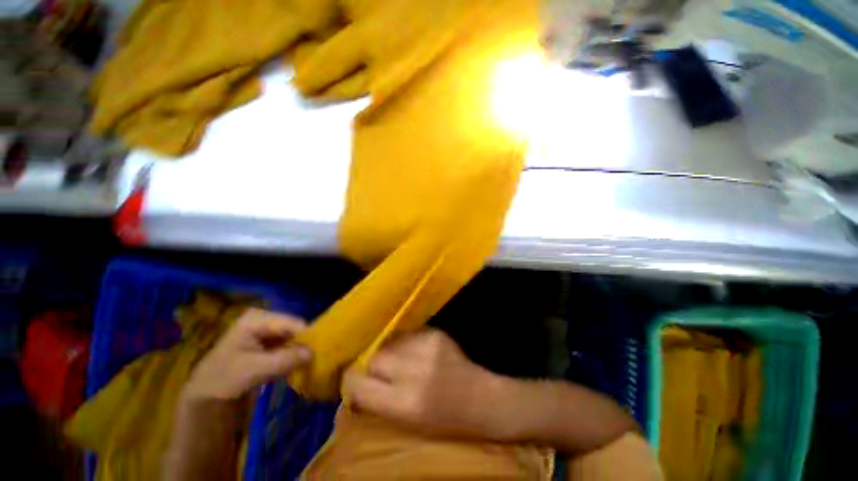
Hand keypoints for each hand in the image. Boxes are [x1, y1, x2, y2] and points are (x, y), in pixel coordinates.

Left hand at [184, 308, 311, 401]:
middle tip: (316, 357)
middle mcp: (263, 320)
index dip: (307, 335)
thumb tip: (313, 352)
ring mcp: (265, 331)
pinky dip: (294, 355)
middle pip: (293, 328)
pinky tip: (299, 365)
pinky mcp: (267, 344)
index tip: (320, 349)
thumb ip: (286, 359)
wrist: (205, 398)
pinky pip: (288, 346)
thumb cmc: (225, 379)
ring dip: (300, 350)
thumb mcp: (255, 369)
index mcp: (257, 318)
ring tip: (310, 362)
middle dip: (304, 342)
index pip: (291, 322)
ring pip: (292, 337)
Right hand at [343, 329, 501, 438]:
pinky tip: (418, 353)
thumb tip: (355, 380)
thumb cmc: (443, 419)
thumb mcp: (406, 421)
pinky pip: (408, 334)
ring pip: (390, 341)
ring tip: (402, 361)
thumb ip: (378, 399)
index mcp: (405, 403)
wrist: (480, 398)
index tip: (354, 381)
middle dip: (373, 365)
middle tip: (382, 372)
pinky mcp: (436, 333)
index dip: (352, 381)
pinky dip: (407, 343)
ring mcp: (427, 347)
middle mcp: (415, 371)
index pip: (359, 383)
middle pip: (374, 356)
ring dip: (391, 351)